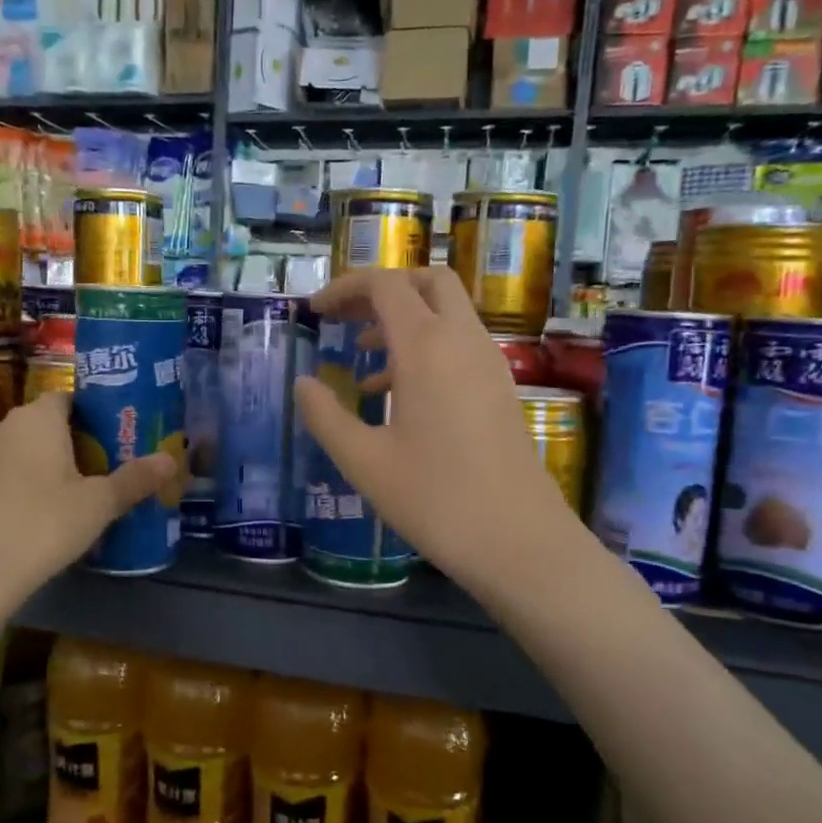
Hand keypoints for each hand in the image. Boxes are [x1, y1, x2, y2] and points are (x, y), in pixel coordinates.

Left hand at [0, 392, 174, 602]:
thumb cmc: (44, 524)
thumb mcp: (99, 504)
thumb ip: (135, 479)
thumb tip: (170, 459)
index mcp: (38, 418)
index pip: (67, 398)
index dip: (91, 414)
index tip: (112, 437)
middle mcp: (3, 427)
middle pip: (42, 424)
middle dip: (68, 441)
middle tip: (98, 467)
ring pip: (17, 450)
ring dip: (38, 464)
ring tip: (66, 493)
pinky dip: (14, 487)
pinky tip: (29, 516)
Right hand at [294, 268, 578, 590]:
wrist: (518, 541)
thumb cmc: (435, 499)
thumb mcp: (363, 461)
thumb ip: (325, 416)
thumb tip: (303, 384)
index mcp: (427, 347)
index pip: (385, 285)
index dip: (345, 288)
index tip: (314, 312)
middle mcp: (463, 341)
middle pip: (427, 281)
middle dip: (382, 289)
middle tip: (345, 318)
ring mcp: (488, 363)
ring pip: (447, 312)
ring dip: (404, 319)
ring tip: (362, 357)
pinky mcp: (500, 388)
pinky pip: (460, 344)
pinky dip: (426, 346)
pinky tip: (397, 394)